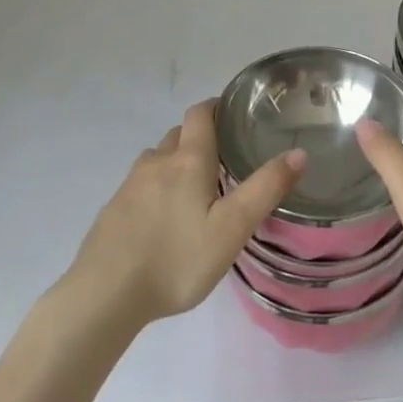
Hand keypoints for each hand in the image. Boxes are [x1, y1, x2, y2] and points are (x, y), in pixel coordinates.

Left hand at [62, 100, 305, 329]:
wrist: (104, 295)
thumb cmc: (176, 259)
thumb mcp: (231, 228)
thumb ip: (265, 189)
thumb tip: (298, 152)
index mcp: (188, 159)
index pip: (200, 113)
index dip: (216, 107)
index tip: (234, 115)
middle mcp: (157, 161)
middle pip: (180, 135)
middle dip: (201, 139)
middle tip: (225, 161)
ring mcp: (130, 184)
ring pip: (159, 160)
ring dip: (178, 164)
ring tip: (198, 192)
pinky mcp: (114, 209)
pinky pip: (142, 186)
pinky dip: (158, 190)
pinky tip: (165, 222)